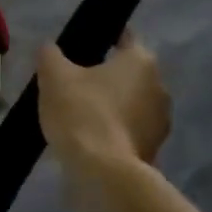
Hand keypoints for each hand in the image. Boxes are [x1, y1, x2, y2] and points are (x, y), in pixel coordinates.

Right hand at [37, 32, 170, 174]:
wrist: (103, 174)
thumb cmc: (82, 113)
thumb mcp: (54, 76)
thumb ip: (50, 54)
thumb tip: (50, 49)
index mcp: (141, 60)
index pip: (124, 38)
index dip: (102, 39)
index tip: (81, 48)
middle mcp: (160, 86)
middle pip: (128, 72)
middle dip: (105, 76)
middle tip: (75, 83)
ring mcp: (161, 121)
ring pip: (131, 103)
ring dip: (112, 105)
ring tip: (80, 115)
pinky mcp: (155, 149)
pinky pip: (131, 130)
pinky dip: (115, 131)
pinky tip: (92, 139)